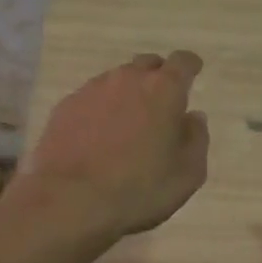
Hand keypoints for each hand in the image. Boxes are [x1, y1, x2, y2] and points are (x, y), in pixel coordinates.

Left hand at [14, 51, 209, 242]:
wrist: (69, 200)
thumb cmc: (139, 189)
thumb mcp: (187, 174)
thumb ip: (196, 139)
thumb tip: (193, 117)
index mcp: (163, 89)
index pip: (182, 61)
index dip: (189, 66)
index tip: (192, 73)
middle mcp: (127, 79)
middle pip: (147, 65)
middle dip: (157, 77)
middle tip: (160, 104)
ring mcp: (92, 90)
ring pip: (116, 80)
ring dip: (126, 94)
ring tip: (126, 124)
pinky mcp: (65, 106)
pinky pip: (90, 99)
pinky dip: (99, 110)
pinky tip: (97, 136)